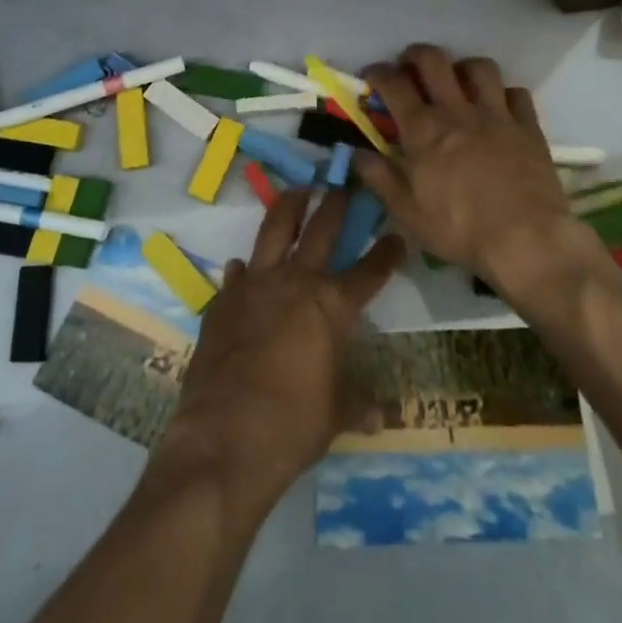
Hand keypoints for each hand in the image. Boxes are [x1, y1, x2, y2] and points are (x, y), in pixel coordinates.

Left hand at [150, 191, 404, 520]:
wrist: (224, 437)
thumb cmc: (292, 427)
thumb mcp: (334, 416)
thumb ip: (357, 405)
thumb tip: (381, 414)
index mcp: (332, 307)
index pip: (370, 271)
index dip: (387, 252)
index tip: (397, 234)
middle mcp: (296, 283)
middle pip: (322, 230)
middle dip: (336, 204)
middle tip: (343, 185)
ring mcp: (256, 285)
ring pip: (275, 229)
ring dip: (289, 206)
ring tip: (297, 189)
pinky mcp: (224, 299)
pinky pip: (237, 273)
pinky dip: (244, 268)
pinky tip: (243, 266)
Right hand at [358, 44, 572, 282]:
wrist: (527, 240)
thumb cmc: (460, 229)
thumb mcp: (408, 213)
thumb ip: (380, 178)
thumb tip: (356, 152)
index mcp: (423, 129)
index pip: (394, 84)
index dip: (378, 73)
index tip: (371, 76)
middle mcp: (457, 110)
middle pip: (434, 60)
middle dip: (416, 54)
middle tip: (410, 65)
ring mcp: (496, 114)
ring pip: (479, 68)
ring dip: (463, 67)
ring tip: (458, 80)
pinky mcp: (527, 126)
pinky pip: (516, 93)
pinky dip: (504, 94)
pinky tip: (499, 107)